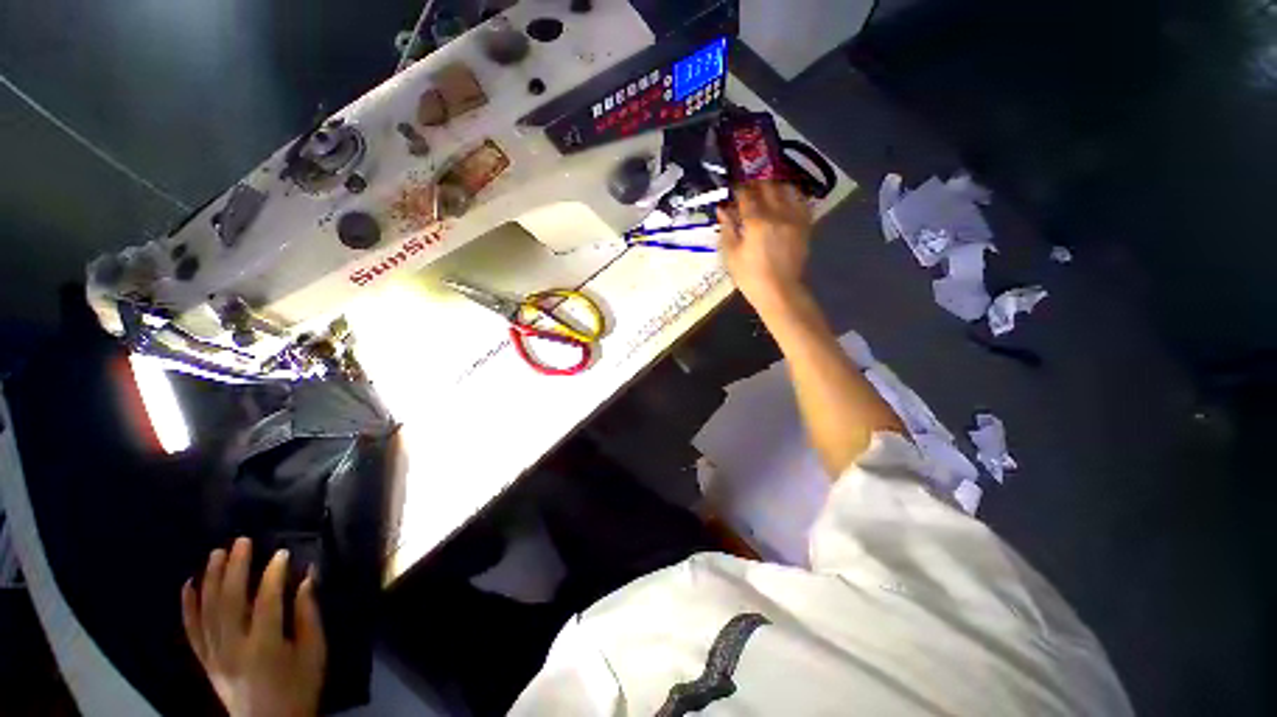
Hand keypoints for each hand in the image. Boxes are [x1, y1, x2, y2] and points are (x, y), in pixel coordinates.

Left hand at [182, 538, 325, 716]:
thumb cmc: (299, 686)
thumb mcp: (314, 653)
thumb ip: (308, 615)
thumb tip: (307, 578)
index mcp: (264, 646)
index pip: (266, 602)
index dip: (273, 575)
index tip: (283, 552)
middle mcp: (233, 648)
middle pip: (229, 602)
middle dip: (235, 569)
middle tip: (241, 542)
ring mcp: (214, 655)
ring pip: (206, 611)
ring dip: (211, 580)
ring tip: (216, 553)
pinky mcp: (205, 661)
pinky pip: (191, 630)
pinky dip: (188, 606)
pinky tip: (188, 584)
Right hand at [717, 182, 813, 309]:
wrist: (779, 292)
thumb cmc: (750, 277)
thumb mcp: (731, 255)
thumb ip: (727, 229)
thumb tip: (722, 209)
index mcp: (756, 222)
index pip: (746, 194)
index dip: (738, 189)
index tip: (732, 190)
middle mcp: (777, 214)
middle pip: (768, 186)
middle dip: (756, 184)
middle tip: (748, 189)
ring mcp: (794, 218)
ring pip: (787, 189)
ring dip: (775, 186)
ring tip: (767, 192)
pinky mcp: (805, 225)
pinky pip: (801, 201)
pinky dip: (791, 196)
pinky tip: (784, 201)